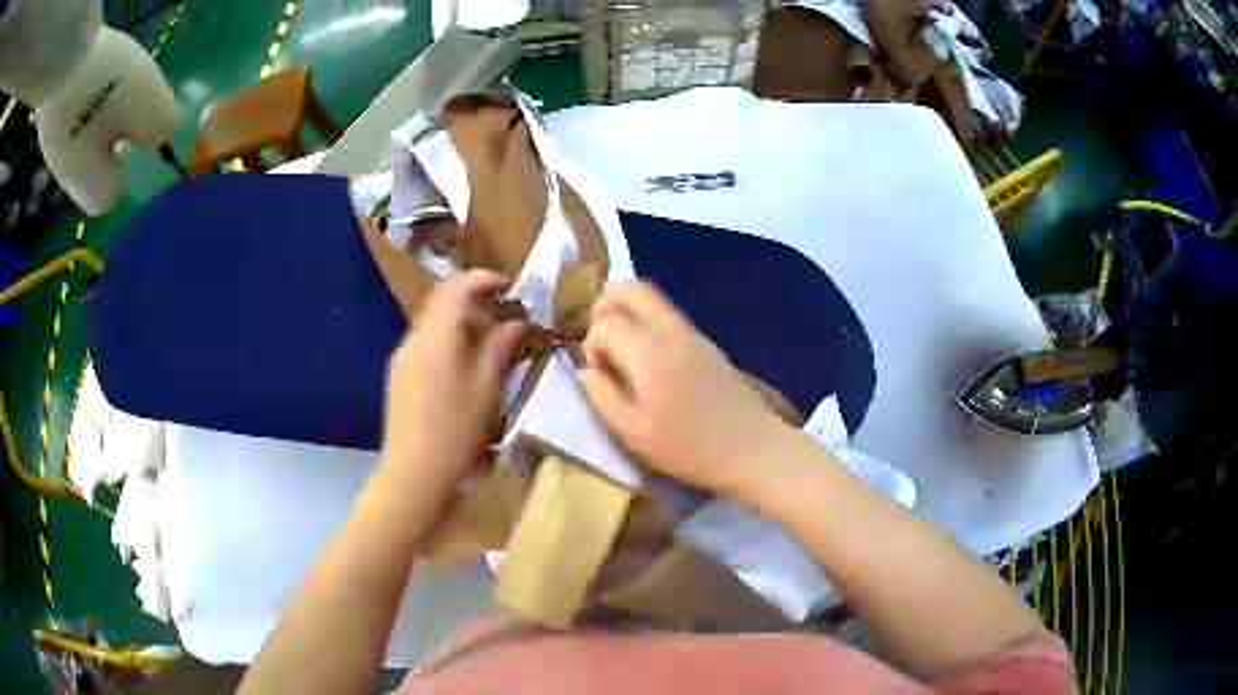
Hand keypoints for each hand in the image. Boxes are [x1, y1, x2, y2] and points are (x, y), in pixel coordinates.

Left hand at [380, 270, 526, 506]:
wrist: (414, 474)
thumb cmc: (456, 431)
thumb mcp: (487, 388)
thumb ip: (500, 347)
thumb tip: (516, 322)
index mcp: (436, 336)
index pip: (458, 287)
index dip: (486, 280)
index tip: (512, 288)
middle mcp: (414, 338)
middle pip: (443, 302)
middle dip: (475, 301)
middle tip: (506, 318)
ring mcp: (402, 357)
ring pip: (434, 324)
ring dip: (462, 323)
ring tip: (490, 346)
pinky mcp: (399, 376)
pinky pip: (426, 344)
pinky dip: (448, 341)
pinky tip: (464, 368)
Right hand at [578, 282, 791, 497]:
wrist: (753, 449)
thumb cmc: (690, 448)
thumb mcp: (634, 433)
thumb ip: (602, 396)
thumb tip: (585, 370)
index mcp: (650, 352)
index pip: (605, 321)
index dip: (591, 344)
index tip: (599, 375)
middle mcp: (671, 331)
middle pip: (630, 289)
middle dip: (604, 308)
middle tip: (601, 346)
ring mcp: (693, 333)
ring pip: (651, 297)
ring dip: (626, 313)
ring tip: (621, 354)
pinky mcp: (706, 343)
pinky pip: (667, 314)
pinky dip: (646, 322)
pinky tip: (647, 361)